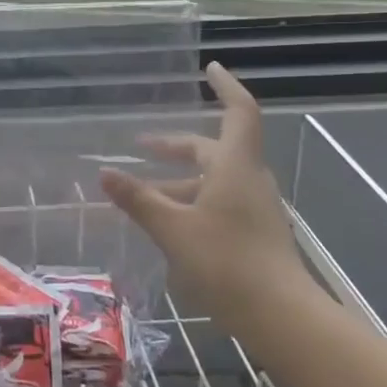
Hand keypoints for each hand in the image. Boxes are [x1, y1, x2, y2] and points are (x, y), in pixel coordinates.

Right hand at [98, 63, 312, 330]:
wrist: (282, 317)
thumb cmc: (227, 263)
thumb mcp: (173, 229)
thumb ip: (139, 200)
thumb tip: (104, 173)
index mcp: (235, 166)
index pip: (238, 111)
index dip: (226, 87)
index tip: (210, 68)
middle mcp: (249, 179)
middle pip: (214, 149)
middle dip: (177, 146)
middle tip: (142, 146)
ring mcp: (255, 207)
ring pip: (214, 179)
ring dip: (180, 179)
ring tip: (142, 193)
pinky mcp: (255, 232)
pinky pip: (219, 202)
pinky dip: (192, 201)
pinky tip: (168, 223)